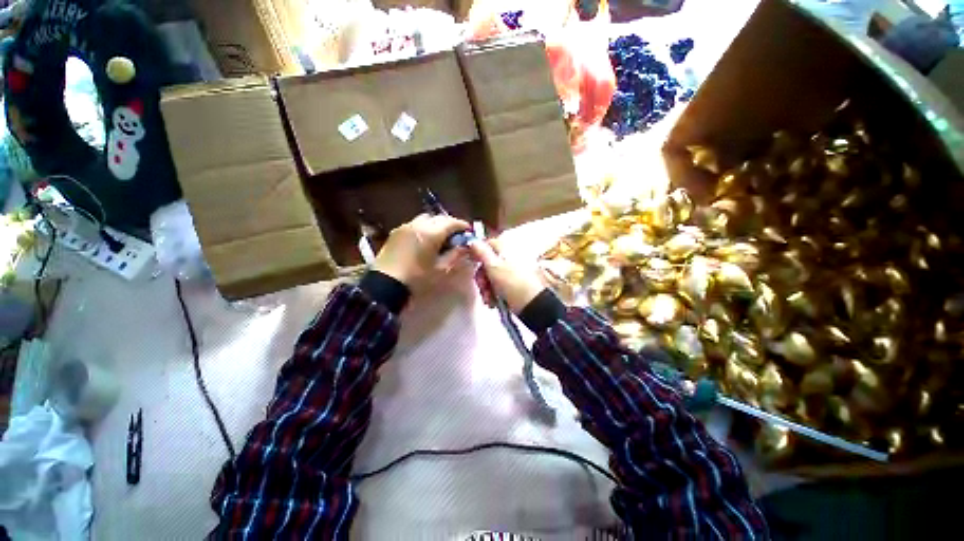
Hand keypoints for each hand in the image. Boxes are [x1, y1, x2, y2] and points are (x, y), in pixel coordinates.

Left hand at [373, 213, 470, 290]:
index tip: (468, 231)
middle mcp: (418, 224)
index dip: (462, 225)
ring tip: (440, 237)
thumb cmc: (417, 278)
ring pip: (425, 219)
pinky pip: (413, 224)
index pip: (451, 222)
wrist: (384, 284)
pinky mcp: (395, 232)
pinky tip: (424, 240)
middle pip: (438, 217)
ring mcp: (405, 227)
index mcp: (431, 233)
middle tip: (455, 234)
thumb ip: (455, 255)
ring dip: (435, 224)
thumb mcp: (440, 269)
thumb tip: (465, 247)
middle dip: (449, 224)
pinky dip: (423, 228)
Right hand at [469, 238, 546, 313]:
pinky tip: (493, 302)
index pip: (488, 244)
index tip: (472, 261)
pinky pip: (497, 286)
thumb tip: (473, 240)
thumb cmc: (513, 284)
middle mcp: (509, 259)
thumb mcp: (494, 267)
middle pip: (488, 263)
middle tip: (483, 286)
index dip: (478, 252)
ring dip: (486, 288)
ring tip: (489, 299)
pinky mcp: (512, 285)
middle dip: (482, 277)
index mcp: (506, 250)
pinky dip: (493, 294)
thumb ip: (482, 253)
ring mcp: (511, 272)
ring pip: (491, 276)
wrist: (531, 305)